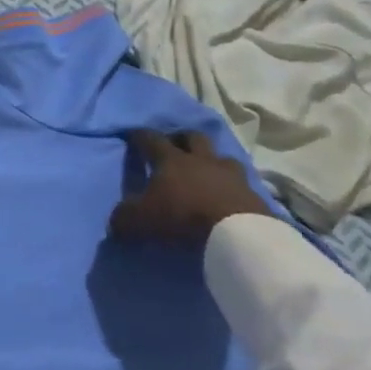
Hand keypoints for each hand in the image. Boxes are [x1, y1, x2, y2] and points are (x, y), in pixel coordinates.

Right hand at [109, 131, 273, 243]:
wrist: (236, 235)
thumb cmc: (181, 217)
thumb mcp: (140, 220)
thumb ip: (124, 217)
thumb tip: (117, 220)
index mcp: (171, 160)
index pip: (151, 139)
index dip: (140, 136)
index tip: (133, 135)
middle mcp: (202, 159)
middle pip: (192, 136)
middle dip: (181, 138)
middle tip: (174, 146)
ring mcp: (231, 174)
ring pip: (221, 157)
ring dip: (212, 161)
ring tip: (206, 172)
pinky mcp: (253, 194)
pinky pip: (240, 183)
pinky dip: (231, 186)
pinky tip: (227, 196)